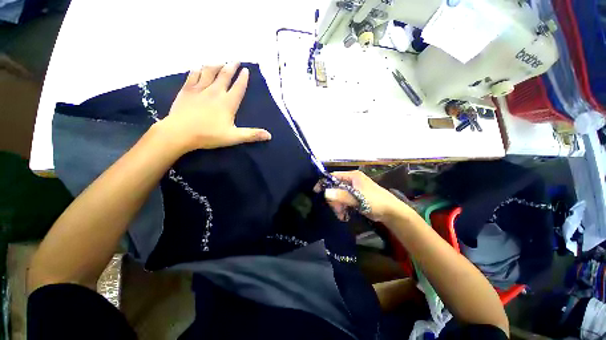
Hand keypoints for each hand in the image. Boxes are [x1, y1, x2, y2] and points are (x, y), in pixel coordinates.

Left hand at [156, 63, 271, 152]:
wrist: (180, 133)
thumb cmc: (209, 135)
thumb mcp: (234, 137)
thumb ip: (252, 135)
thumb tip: (269, 135)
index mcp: (228, 103)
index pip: (238, 88)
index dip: (243, 79)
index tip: (246, 70)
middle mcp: (215, 92)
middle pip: (224, 76)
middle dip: (231, 67)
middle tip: (235, 60)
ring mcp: (199, 89)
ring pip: (209, 72)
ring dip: (215, 65)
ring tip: (220, 61)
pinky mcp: (186, 90)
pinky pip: (193, 75)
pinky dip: (197, 70)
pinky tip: (199, 67)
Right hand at [314, 170, 408, 222]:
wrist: (392, 212)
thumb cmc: (376, 202)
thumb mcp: (359, 198)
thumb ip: (342, 195)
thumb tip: (325, 192)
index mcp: (352, 176)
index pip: (334, 176)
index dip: (324, 182)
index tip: (317, 191)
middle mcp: (351, 180)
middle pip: (335, 187)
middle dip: (334, 199)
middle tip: (337, 210)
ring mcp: (353, 189)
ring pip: (338, 195)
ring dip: (337, 205)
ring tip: (341, 215)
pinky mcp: (354, 197)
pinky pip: (343, 200)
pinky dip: (342, 207)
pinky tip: (344, 215)